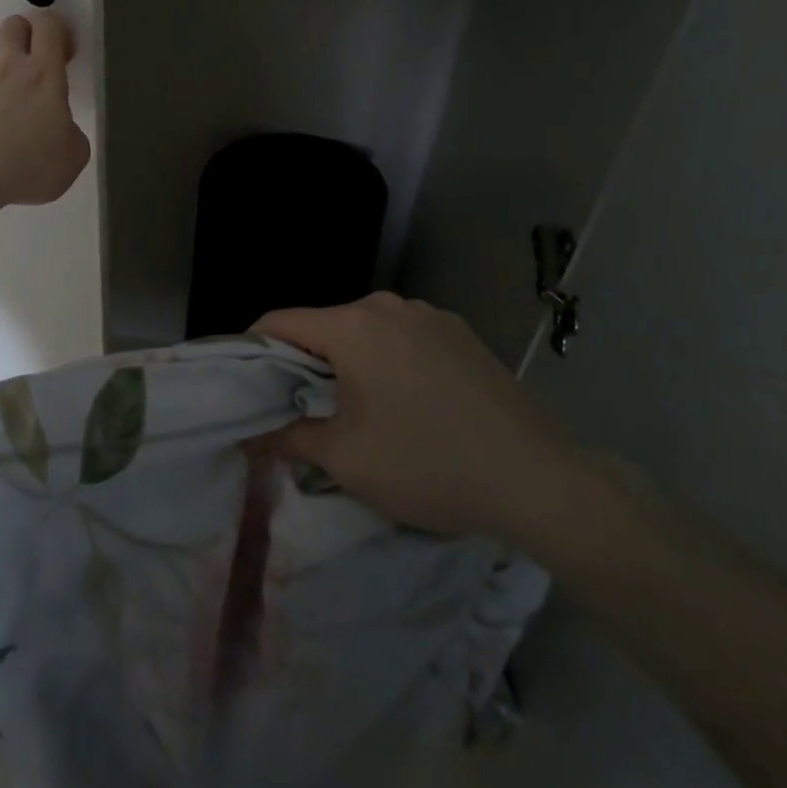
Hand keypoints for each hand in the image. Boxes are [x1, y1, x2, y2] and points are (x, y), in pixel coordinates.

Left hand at [0, 13, 90, 207]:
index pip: (48, 25)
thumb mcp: (72, 157)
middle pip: (13, 26)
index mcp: (43, 74)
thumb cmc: (29, 164)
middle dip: (25, 36)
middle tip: (34, 66)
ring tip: (5, 114)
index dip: (57, 31)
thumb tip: (60, 131)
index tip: (64, 53)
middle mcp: (8, 68)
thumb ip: (70, 133)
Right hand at [257, 293, 588, 547]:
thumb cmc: (428, 466)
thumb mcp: (346, 460)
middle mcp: (387, 305)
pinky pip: (405, 338)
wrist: (538, 482)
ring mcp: (430, 315)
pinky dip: (391, 360)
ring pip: (367, 331)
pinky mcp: (461, 332)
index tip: (248, 382)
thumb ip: (289, 437)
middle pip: (325, 325)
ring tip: (361, 409)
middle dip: (307, 361)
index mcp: (352, 326)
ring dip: (351, 361)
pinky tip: (411, 403)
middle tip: (304, 407)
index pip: (280, 321)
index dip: (254, 348)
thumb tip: (252, 435)